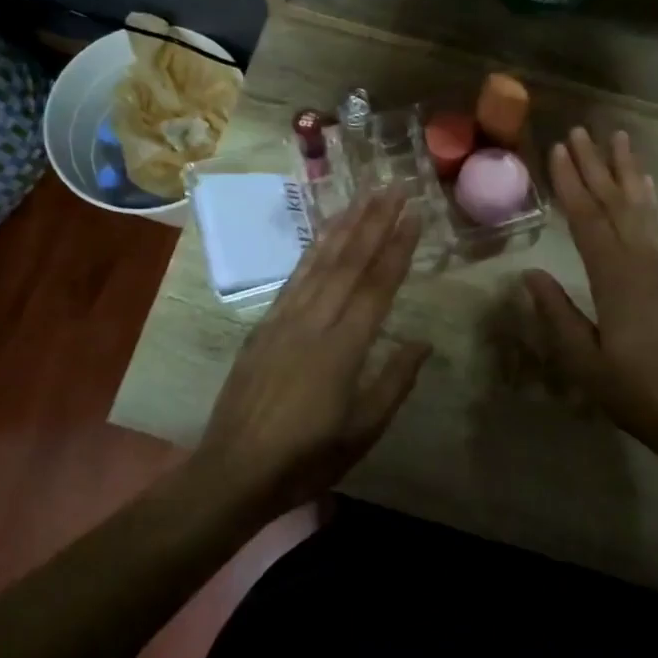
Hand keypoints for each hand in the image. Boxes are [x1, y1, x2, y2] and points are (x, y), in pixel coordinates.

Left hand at [198, 189, 430, 512]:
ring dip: (343, 227)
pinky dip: (311, 251)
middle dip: (373, 222)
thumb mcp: (362, 431)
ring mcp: (283, 320)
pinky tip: (323, 237)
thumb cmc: (306, 458)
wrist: (234, 471)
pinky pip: (293, 279)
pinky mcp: (263, 326)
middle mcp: (312, 322)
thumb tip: (423, 342)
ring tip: (362, 197)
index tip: (413, 215)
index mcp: (341, 348)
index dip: (396, 248)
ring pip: (318, 263)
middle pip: (348, 262)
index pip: (375, 286)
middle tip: (392, 187)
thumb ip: (394, 382)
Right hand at [522, 129, 657, 468]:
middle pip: (616, 202)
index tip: (557, 150)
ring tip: (619, 140)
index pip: (587, 218)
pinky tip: (649, 187)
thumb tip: (531, 274)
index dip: (570, 183)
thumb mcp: (583, 361)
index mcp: (615, 278)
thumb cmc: (637, 393)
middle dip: (596, 164)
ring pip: (646, 207)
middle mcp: (646, 260)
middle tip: (582, 131)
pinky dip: (655, 201)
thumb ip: (556, 314)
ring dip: (630, 171)